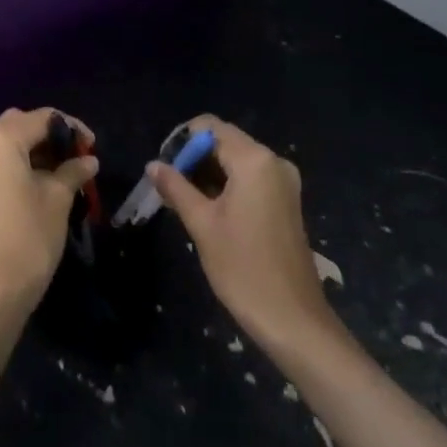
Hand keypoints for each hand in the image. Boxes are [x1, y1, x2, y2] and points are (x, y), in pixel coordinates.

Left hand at [0, 108, 98, 316]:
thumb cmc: (28, 238)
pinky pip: (0, 163)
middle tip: (80, 157)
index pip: (43, 118)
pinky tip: (45, 183)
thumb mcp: (58, 199)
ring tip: (68, 171)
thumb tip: (88, 159)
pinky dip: (22, 165)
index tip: (93, 145)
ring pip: (10, 144)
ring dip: (38, 152)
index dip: (72, 128)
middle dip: (53, 137)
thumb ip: (73, 171)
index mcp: (0, 137)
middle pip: (23, 126)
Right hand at [148, 117, 332, 348]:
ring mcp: (284, 182)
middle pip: (225, 141)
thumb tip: (153, 165)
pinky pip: (251, 177)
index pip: (210, 127)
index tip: (164, 167)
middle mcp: (273, 161)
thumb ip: (176, 187)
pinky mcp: (286, 201)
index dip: (182, 141)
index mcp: (254, 160)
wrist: (294, 320)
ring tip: (183, 200)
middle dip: (194, 158)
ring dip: (209, 173)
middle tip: (169, 186)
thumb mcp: (201, 225)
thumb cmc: (243, 268)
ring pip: (237, 160)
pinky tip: (209, 209)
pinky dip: (228, 185)